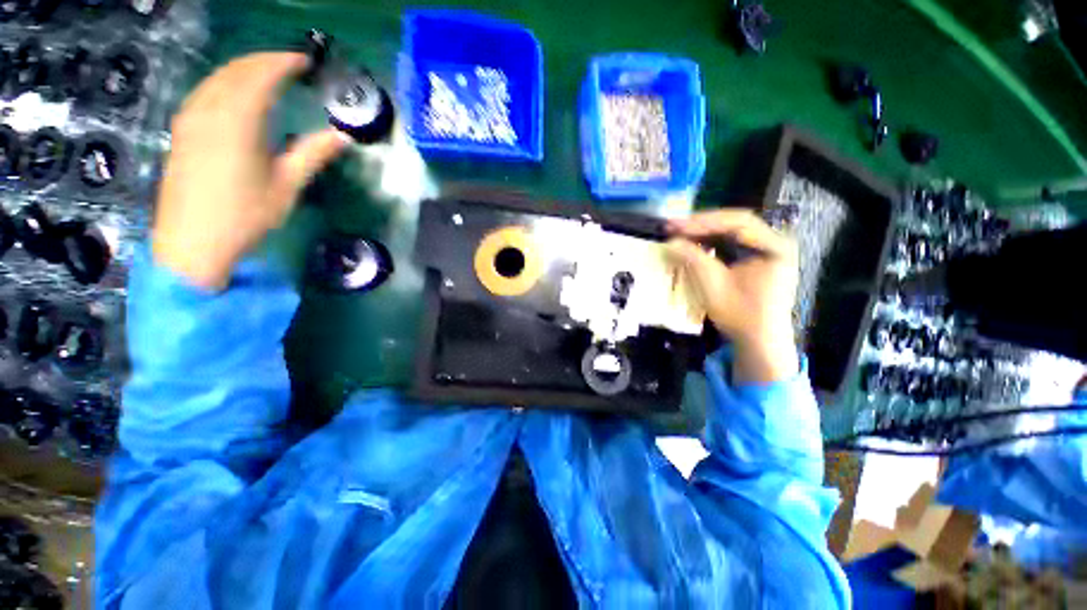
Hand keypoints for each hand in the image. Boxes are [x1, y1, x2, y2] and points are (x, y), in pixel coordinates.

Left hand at [153, 52, 348, 289]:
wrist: (192, 243)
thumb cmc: (245, 216)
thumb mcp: (287, 187)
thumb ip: (312, 155)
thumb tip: (342, 137)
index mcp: (237, 122)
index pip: (260, 77)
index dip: (282, 63)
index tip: (304, 61)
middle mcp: (208, 111)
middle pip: (235, 71)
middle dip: (263, 61)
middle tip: (289, 64)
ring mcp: (190, 120)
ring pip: (216, 79)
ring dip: (242, 69)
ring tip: (266, 75)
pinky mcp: (181, 132)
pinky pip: (204, 92)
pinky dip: (224, 83)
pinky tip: (235, 94)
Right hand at [667, 209, 799, 383]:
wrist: (759, 341)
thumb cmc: (740, 315)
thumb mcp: (713, 286)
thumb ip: (692, 259)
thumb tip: (670, 241)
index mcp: (775, 246)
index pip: (737, 222)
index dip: (703, 222)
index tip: (675, 226)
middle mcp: (775, 242)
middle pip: (735, 223)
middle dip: (701, 225)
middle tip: (673, 227)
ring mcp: (768, 249)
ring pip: (732, 231)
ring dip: (704, 232)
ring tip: (678, 232)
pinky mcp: (758, 258)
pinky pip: (732, 243)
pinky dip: (710, 243)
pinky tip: (693, 243)